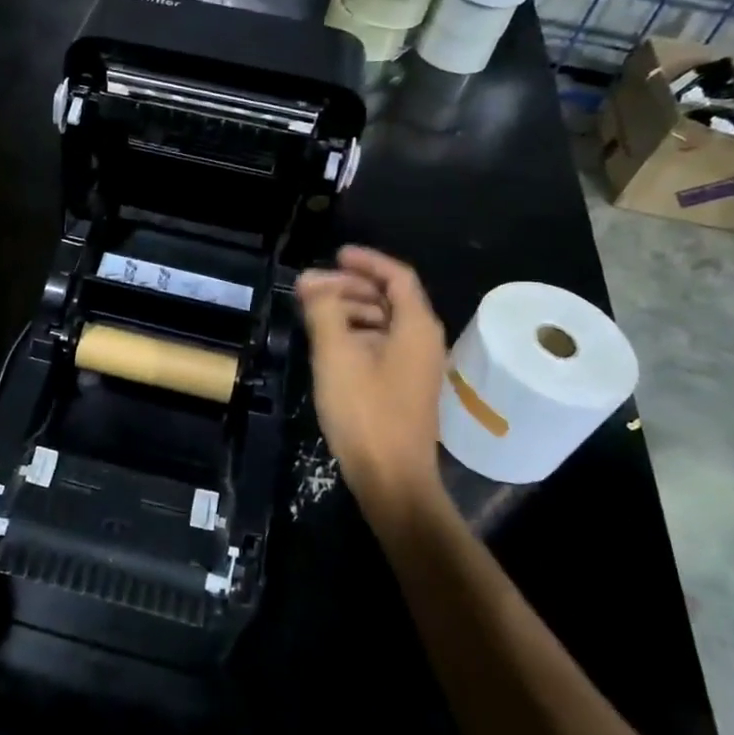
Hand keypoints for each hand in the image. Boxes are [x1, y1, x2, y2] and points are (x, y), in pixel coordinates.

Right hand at [297, 246, 446, 506]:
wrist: (393, 480)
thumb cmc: (365, 413)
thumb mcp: (336, 356)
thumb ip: (323, 311)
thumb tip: (310, 278)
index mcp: (416, 327)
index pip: (397, 276)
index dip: (366, 261)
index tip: (335, 254)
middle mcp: (424, 341)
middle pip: (391, 298)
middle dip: (352, 286)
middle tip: (314, 288)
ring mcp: (416, 367)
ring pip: (385, 323)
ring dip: (352, 311)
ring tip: (316, 314)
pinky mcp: (405, 388)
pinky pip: (382, 346)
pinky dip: (357, 335)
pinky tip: (330, 346)